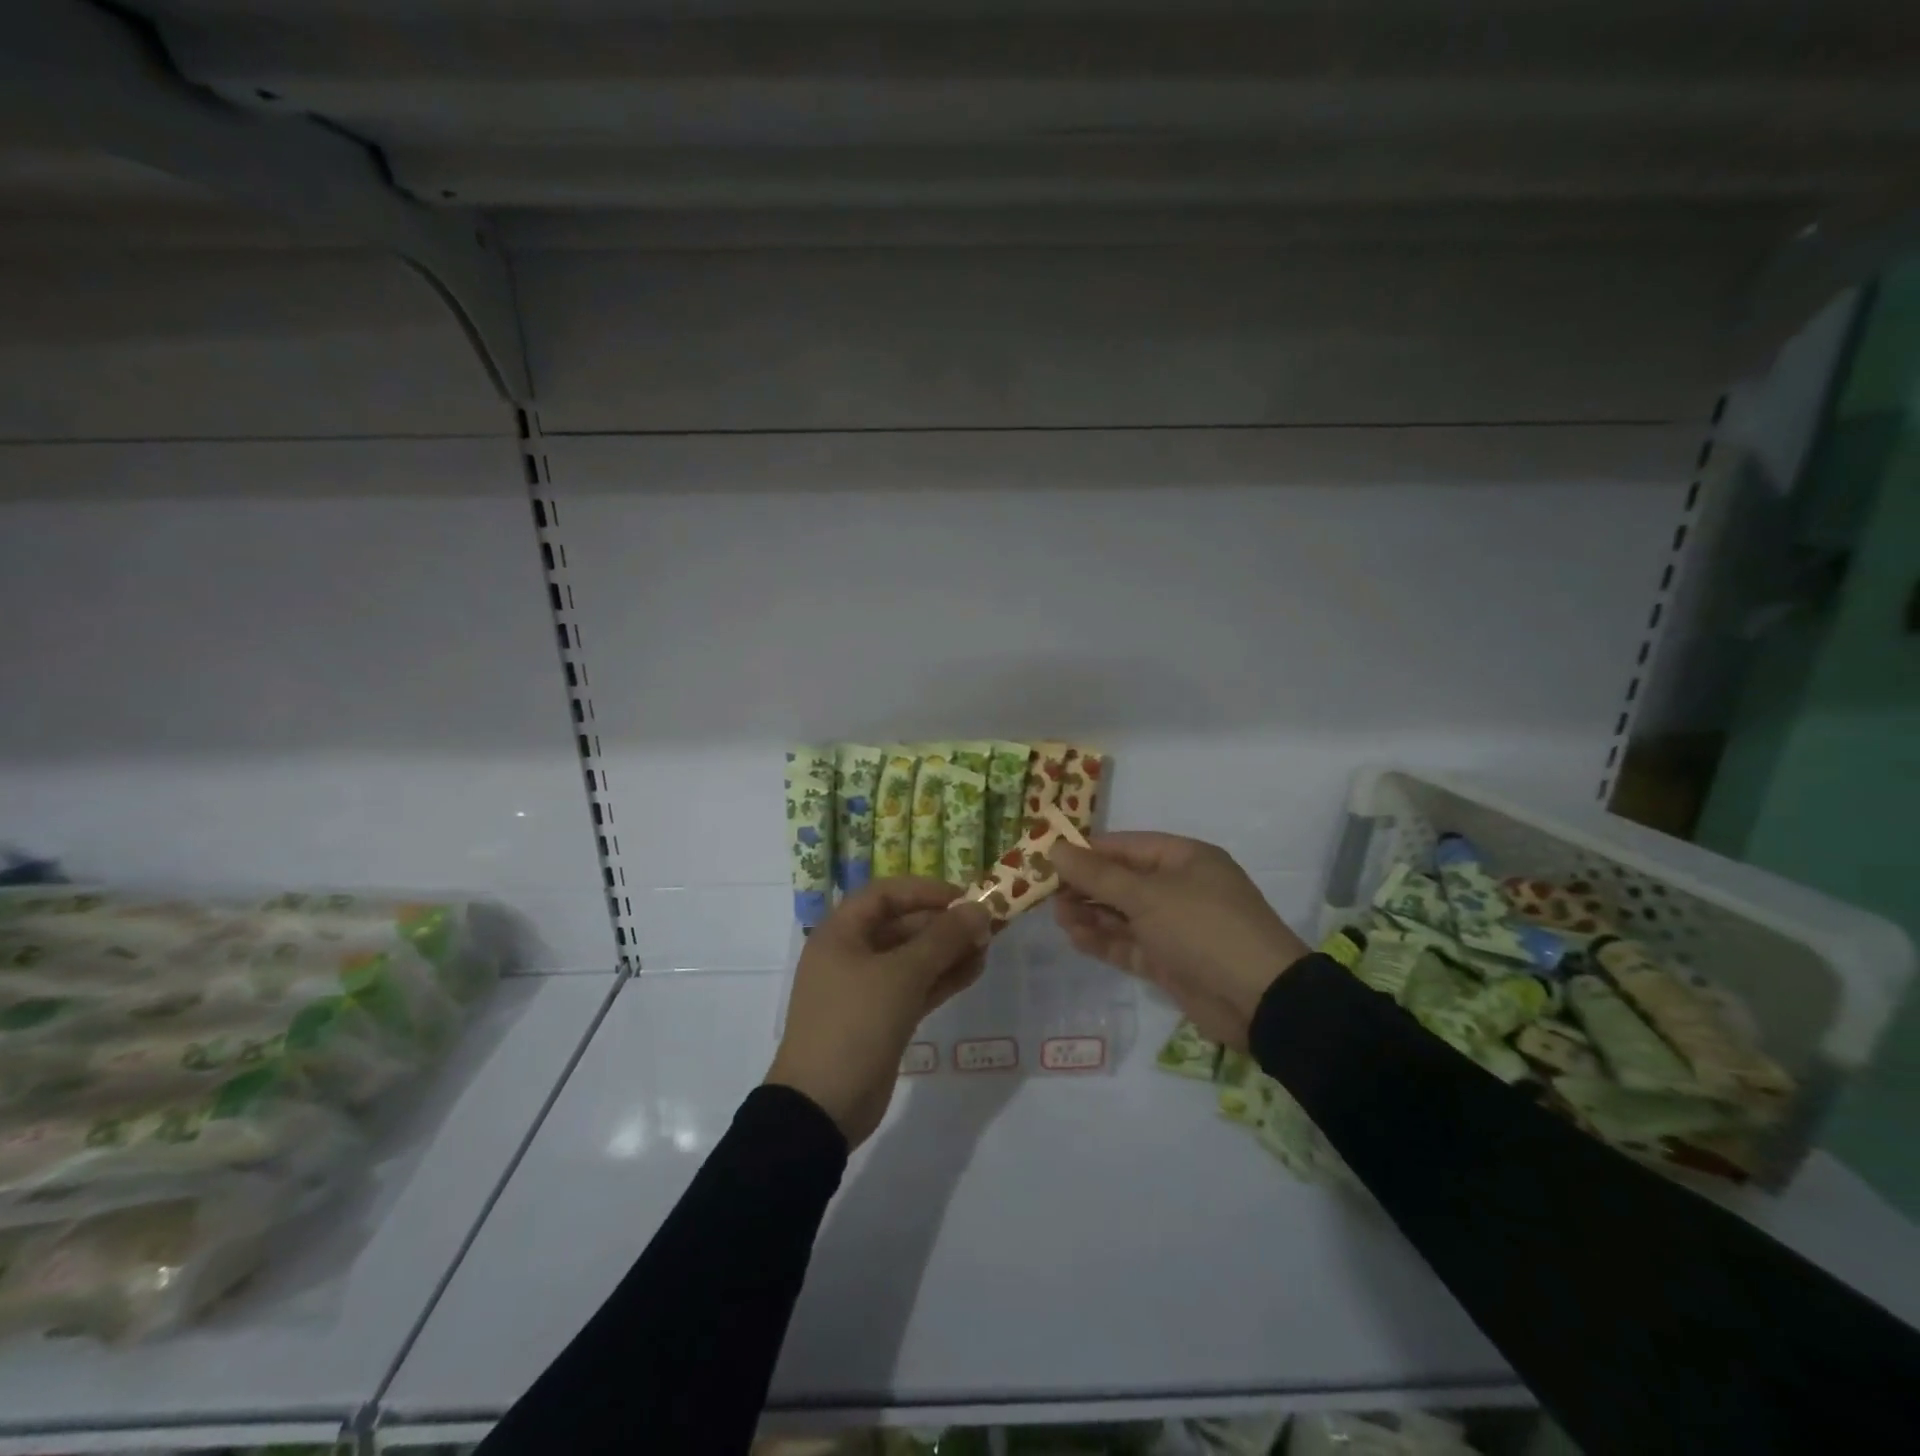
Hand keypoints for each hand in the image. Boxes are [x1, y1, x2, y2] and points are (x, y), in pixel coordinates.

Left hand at [767, 878, 991, 1147]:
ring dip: (947, 952)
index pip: (885, 894)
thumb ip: (943, 939)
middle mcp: (850, 954)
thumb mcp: (902, 975)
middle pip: (901, 925)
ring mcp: (864, 989)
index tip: (964, 897)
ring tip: (987, 948)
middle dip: (942, 924)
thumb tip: (980, 910)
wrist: (822, 1106)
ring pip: (911, 959)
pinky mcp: (880, 1019)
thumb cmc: (855, 1023)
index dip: (925, 891)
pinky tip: (974, 971)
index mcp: (841, 933)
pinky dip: (941, 979)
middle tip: (985, 926)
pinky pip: (914, 988)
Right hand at [1051, 833, 1309, 1050]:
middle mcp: (1178, 888)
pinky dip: (1103, 940)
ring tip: (1057, 916)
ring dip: (1090, 914)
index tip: (1047, 858)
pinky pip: (1129, 944)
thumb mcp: (1147, 895)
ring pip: (1122, 914)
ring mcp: (1174, 927)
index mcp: (1183, 859)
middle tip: (1045, 893)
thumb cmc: (1203, 927)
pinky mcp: (1169, 961)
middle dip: (1084, 885)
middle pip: (1121, 880)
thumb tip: (1054, 848)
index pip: (1125, 847)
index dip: (1087, 851)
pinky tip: (1075, 937)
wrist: (1259, 999)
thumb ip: (1097, 875)